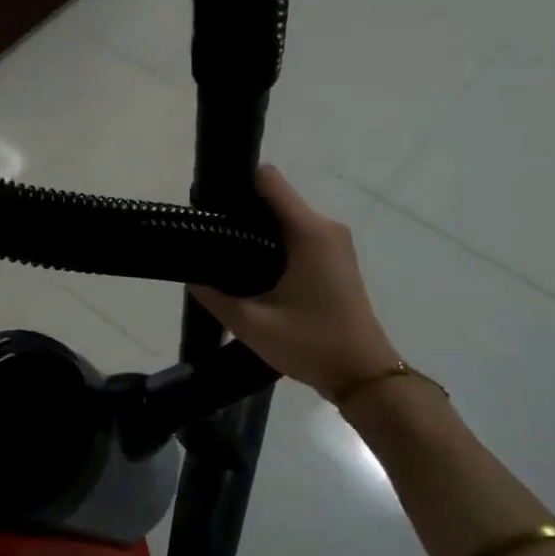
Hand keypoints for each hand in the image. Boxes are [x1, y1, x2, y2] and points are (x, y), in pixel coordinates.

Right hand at [190, 165, 400, 400]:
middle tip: (208, 239)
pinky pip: (296, 235)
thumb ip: (214, 295)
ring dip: (255, 231)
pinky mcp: (334, 258)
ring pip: (284, 218)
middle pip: (274, 198)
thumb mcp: (251, 324)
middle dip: (240, 212)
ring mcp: (334, 242)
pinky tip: (251, 272)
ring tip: (225, 257)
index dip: (235, 184)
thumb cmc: (310, 344)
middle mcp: (325, 227)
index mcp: (308, 232)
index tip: (208, 205)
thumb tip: (191, 274)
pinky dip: (272, 244)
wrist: (362, 375)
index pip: (268, 180)